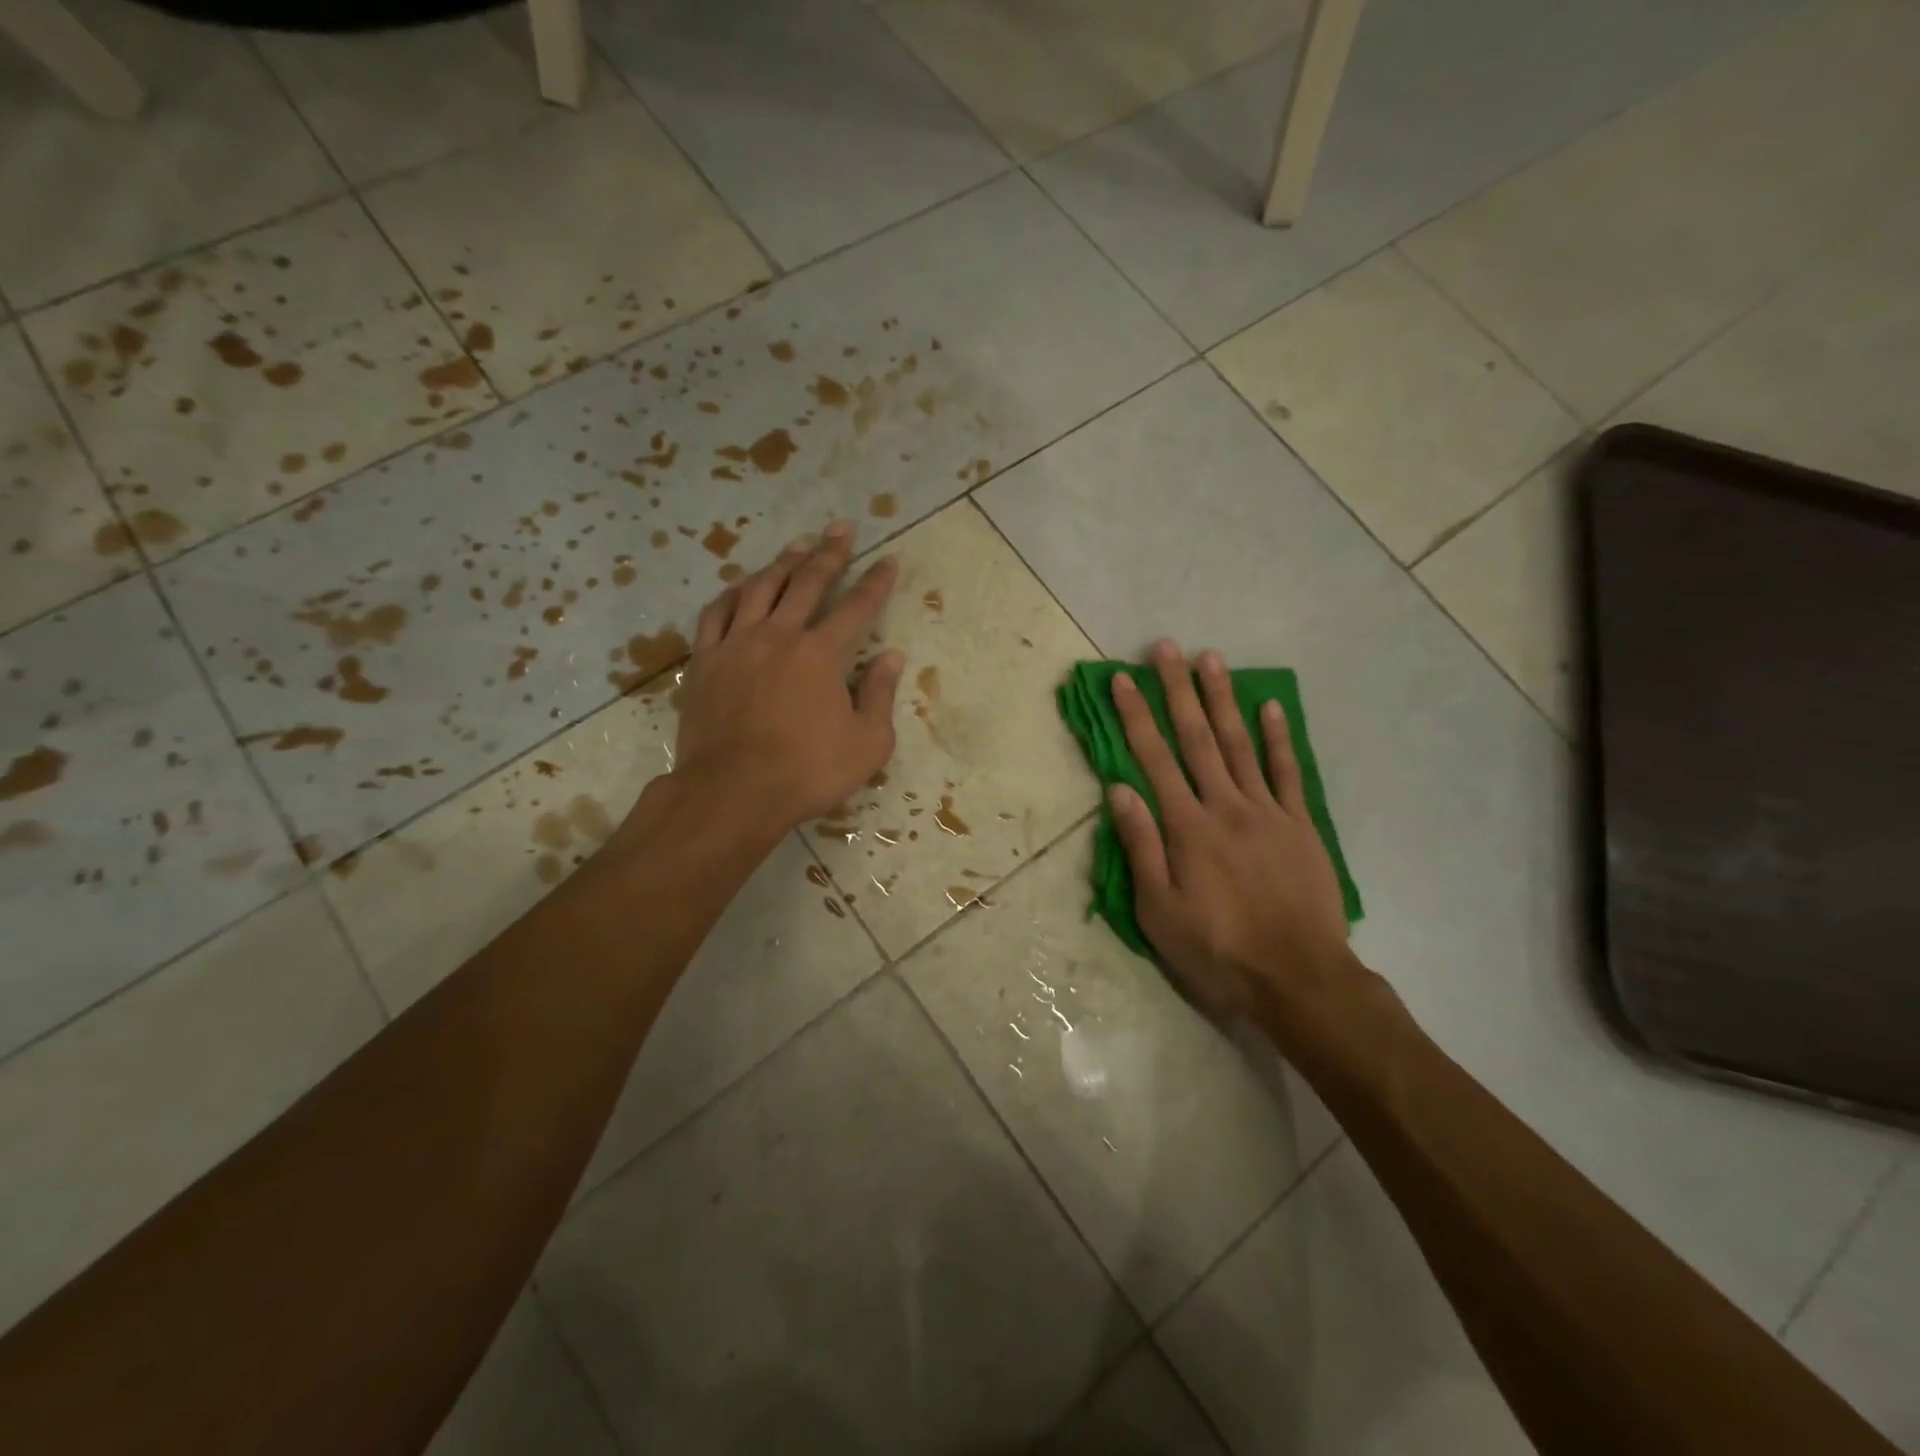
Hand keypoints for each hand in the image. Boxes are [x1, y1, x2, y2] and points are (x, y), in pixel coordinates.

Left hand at [671, 521, 904, 830]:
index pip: (857, 607)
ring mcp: (737, 645)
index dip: (876, 582)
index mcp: (822, 654)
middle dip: (830, 553)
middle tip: (841, 528)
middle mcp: (780, 636)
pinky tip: (741, 587)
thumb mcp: (867, 743)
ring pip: (761, 588)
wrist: (732, 792)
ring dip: (783, 562)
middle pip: (808, 582)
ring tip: (798, 544)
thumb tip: (892, 657)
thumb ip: (880, 695)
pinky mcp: (705, 661)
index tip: (889, 559)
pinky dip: (732, 594)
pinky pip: (716, 614)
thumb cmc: (807, 771)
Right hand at [1107, 642, 1357, 1034]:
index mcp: (1186, 827)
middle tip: (1165, 648)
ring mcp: (1268, 812)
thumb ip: (1141, 847)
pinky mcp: (1300, 825)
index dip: (1136, 717)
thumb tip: (1119, 789)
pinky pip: (1288, 772)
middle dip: (1177, 690)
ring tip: (1211, 659)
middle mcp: (1225, 806)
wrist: (1299, 979)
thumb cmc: (1217, 951)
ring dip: (1222, 699)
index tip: (1123, 680)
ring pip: (1239, 744)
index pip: (1154, 759)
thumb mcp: (1159, 911)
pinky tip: (1270, 707)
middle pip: (1196, 738)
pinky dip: (1278, 738)